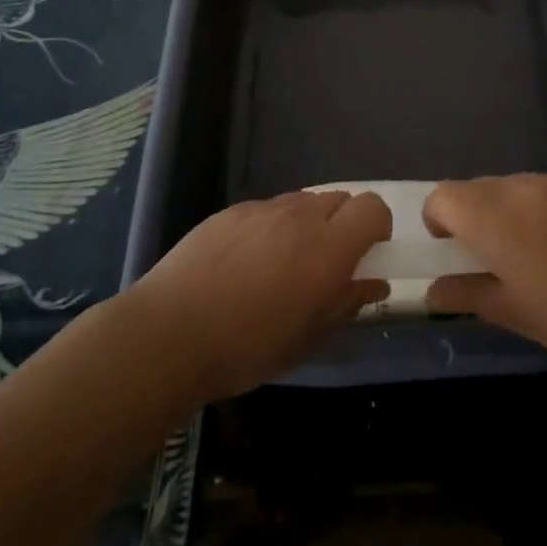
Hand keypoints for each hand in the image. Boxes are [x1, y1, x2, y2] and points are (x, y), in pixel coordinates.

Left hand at [129, 191, 391, 399]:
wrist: (170, 332)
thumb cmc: (249, 346)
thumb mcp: (308, 337)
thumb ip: (347, 302)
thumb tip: (375, 283)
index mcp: (329, 247)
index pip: (373, 207)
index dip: (376, 226)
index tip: (365, 255)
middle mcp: (301, 216)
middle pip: (340, 199)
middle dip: (343, 225)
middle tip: (325, 264)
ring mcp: (263, 209)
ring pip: (302, 202)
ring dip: (307, 224)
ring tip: (282, 264)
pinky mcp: (231, 211)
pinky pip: (266, 209)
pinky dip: (270, 227)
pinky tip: (244, 264)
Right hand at [423, 175, 546, 375]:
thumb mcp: (514, 313)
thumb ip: (466, 294)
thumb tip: (433, 291)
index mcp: (496, 219)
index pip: (443, 196)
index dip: (438, 220)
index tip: (452, 248)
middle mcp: (522, 188)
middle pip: (477, 188)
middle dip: (473, 215)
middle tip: (492, 255)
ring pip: (514, 185)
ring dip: (509, 209)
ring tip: (535, 249)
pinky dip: (544, 207)